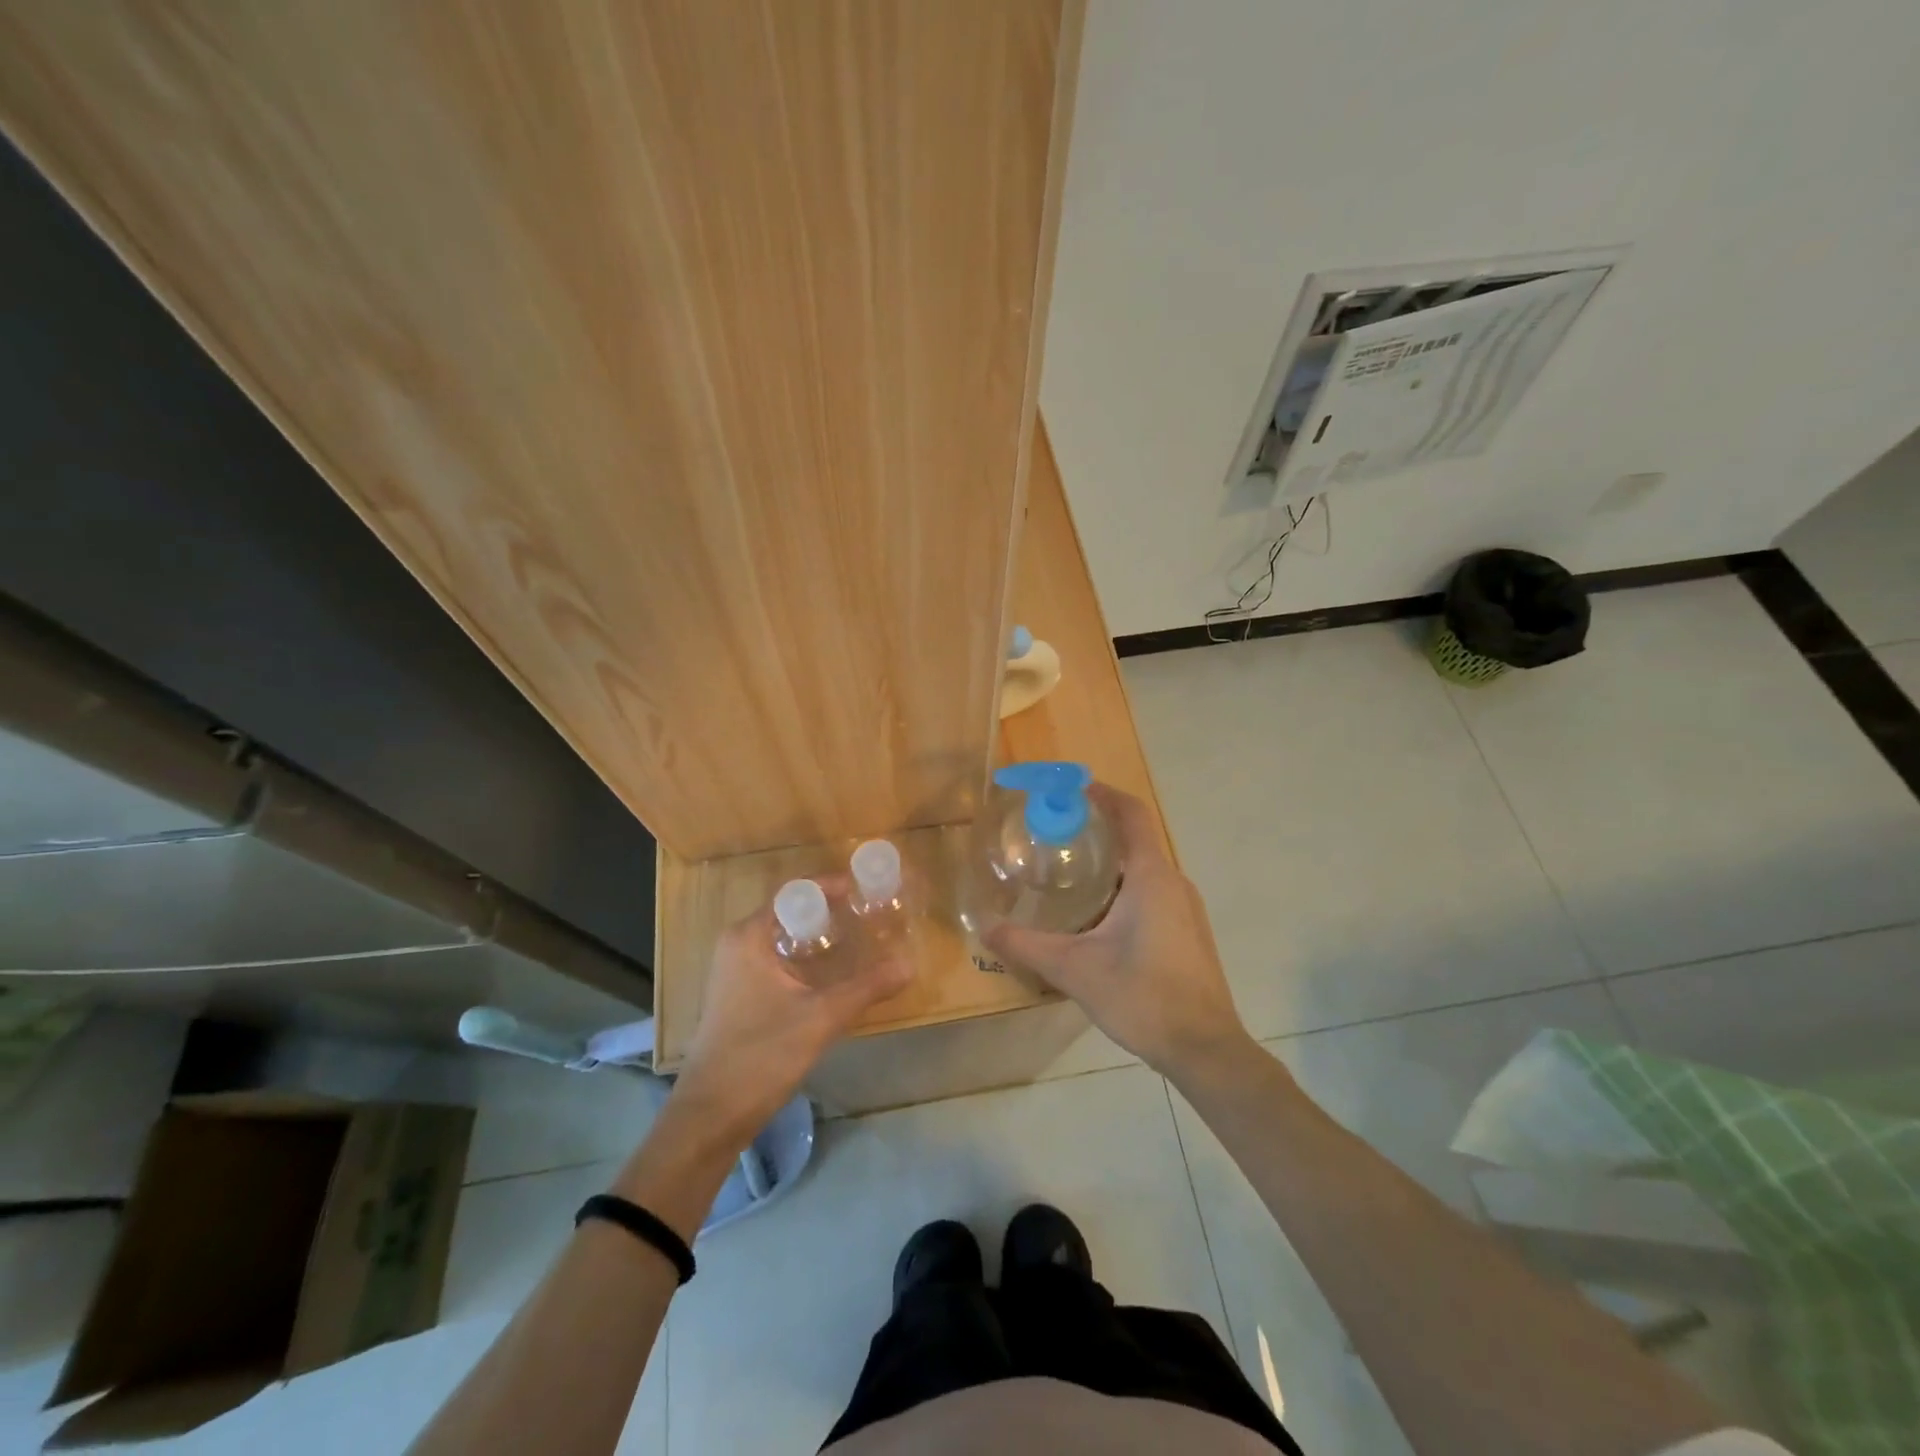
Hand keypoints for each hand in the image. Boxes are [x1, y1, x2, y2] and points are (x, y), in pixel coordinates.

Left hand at [674, 875, 913, 1142]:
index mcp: (749, 936)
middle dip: (832, 913)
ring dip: (821, 939)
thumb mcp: (821, 1018)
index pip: (795, 892)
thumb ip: (866, 987)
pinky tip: (836, 975)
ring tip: (862, 941)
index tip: (867, 890)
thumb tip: (909, 965)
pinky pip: (779, 961)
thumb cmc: (760, 1055)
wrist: (710, 1116)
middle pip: (792, 913)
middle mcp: (738, 944)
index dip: (832, 887)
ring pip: (786, 939)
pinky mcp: (740, 995)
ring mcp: (736, 971)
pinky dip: (807, 960)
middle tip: (872, 916)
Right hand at [982, 783, 1252, 1081]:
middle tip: (1054, 837)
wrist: (1205, 1049)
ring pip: (1144, 870)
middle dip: (1096, 831)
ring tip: (1067, 876)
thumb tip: (984, 928)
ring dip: (1109, 864)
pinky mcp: (1189, 933)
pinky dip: (1123, 889)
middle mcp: (1173, 882)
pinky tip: (1096, 919)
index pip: (1132, 813)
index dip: (1103, 794)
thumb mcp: (1074, 969)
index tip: (1071, 789)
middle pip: (1135, 839)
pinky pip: (1153, 893)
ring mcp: (1187, 909)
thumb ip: (1026, 945)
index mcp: (1150, 876)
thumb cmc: (1142, 996)